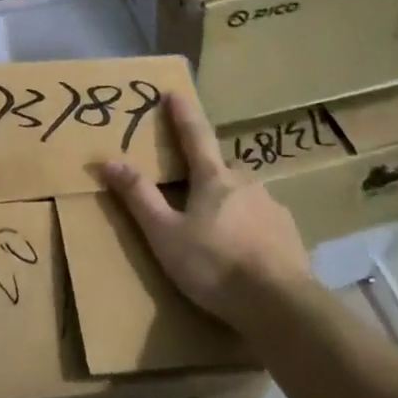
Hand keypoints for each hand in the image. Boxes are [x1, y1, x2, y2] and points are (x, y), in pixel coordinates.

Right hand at [98, 92, 312, 327]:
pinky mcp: (288, 233)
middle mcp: (245, 182)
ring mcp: (271, 206)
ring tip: (216, 227)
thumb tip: (109, 161)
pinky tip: (244, 250)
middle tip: (190, 184)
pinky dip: (249, 226)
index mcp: (213, 178)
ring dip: (228, 201)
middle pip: (220, 167)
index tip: (174, 92)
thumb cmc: (214, 264)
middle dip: (204, 170)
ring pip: (242, 194)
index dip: (182, 113)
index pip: (194, 134)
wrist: (280, 304)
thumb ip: (139, 197)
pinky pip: (261, 220)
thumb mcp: (165, 234)